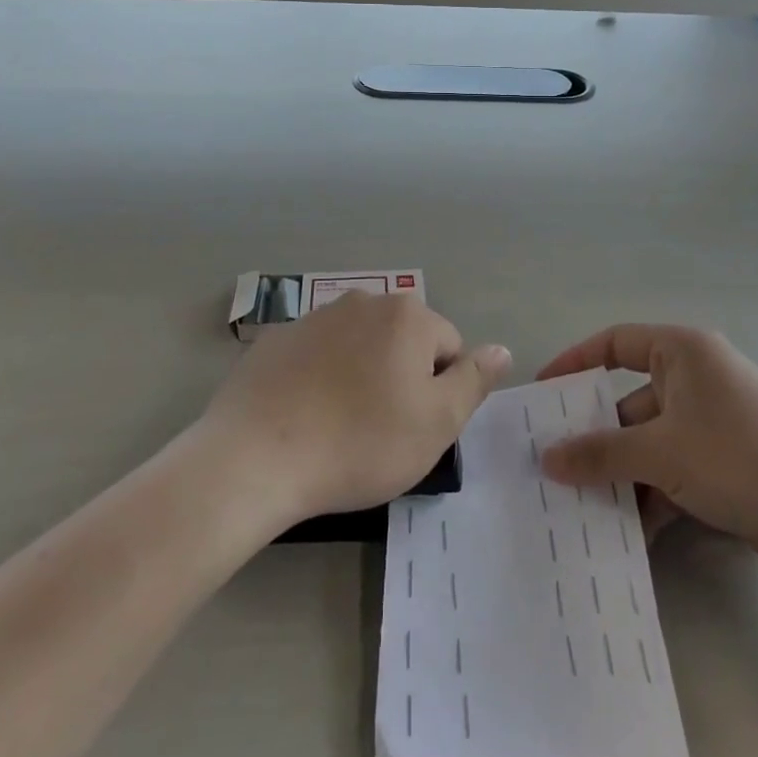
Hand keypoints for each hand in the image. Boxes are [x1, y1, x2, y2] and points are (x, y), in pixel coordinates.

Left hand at [199, 292, 511, 524]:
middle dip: (401, 378)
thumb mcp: (436, 423)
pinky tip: (305, 417)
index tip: (414, 428)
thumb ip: (474, 381)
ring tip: (341, 426)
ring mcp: (315, 316)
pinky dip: (321, 378)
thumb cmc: (360, 441)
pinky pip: (318, 356)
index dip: (439, 392)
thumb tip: (501, 350)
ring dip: (362, 376)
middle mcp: (364, 300)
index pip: (448, 348)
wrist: (256, 456)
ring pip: (360, 347)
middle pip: (403, 341)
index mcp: (407, 315)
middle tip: (381, 430)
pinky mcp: (278, 338)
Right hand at [537, 325, 757, 604]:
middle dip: (595, 437)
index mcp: (682, 353)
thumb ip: (600, 453)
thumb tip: (546, 458)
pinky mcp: (725, 465)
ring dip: (621, 476)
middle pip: (628, 402)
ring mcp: (712, 425)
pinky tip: (627, 534)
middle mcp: (695, 380)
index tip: (542, 393)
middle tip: (552, 466)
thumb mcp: (662, 452)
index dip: (575, 362)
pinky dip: (651, 497)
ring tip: (580, 509)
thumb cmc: (741, 456)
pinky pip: (672, 472)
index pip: (614, 343)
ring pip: (649, 444)